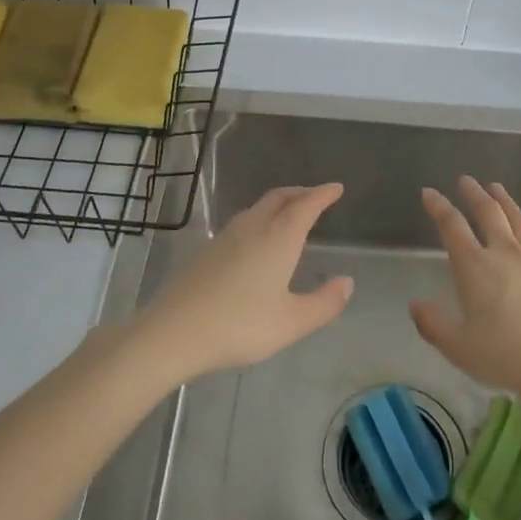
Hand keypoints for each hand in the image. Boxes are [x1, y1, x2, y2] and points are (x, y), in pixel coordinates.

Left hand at [134, 184, 352, 382]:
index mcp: (278, 237)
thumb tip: (347, 282)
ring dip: (279, 204)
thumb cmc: (240, 325)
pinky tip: (257, 241)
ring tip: (290, 216)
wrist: (174, 332)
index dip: (323, 194)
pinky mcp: (207, 250)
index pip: (306, 205)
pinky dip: (260, 219)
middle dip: (301, 193)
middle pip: (280, 198)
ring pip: (258, 208)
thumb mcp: (291, 322)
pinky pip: (243, 222)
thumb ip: (324, 303)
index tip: (336, 187)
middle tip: (316, 197)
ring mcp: (226, 236)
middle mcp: (253, 227)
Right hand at [411, 176, 520, 400]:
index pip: (451, 227)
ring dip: (507, 203)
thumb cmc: (506, 356)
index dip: (438, 207)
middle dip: (475, 194)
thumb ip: (433, 324)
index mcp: (475, 267)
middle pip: (488, 214)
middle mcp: (505, 254)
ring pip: (520, 223)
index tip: (429, 192)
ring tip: (497, 188)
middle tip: (466, 180)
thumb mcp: (459, 347)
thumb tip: (415, 305)